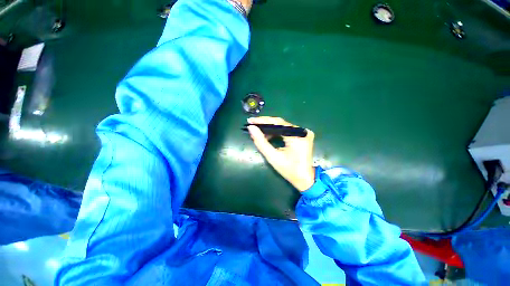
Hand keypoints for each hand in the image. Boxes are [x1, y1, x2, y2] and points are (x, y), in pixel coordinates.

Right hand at [247, 117, 314, 191]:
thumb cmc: (289, 170)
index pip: (277, 122)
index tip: (251, 121)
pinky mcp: (303, 136)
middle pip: (280, 123)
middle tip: (253, 125)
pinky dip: (277, 133)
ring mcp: (304, 133)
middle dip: (265, 124)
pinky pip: (287, 131)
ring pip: (283, 127)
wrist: (305, 179)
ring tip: (258, 131)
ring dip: (270, 129)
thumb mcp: (272, 156)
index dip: (262, 120)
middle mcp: (302, 131)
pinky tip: (268, 135)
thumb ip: (261, 142)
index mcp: (297, 136)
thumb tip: (251, 128)